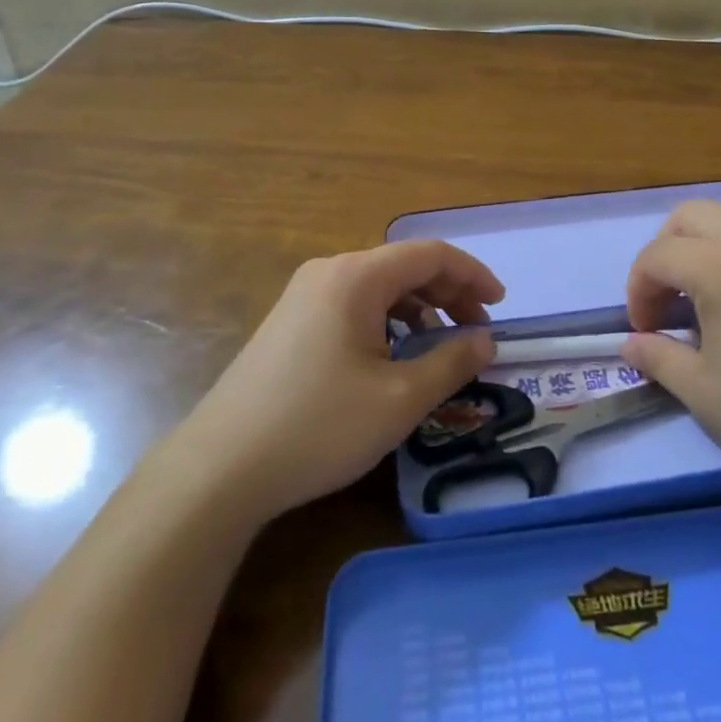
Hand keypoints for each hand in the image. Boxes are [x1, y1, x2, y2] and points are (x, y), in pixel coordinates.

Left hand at [173, 241, 501, 522]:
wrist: (220, 468)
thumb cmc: (319, 427)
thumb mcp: (399, 400)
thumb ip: (451, 362)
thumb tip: (486, 339)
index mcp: (357, 277)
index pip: (430, 254)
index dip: (473, 274)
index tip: (500, 306)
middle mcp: (330, 271)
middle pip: (404, 266)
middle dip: (448, 292)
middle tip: (476, 332)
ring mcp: (304, 294)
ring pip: (379, 286)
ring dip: (418, 307)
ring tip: (439, 345)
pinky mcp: (291, 320)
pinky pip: (354, 304)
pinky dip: (387, 320)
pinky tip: (393, 356)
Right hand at [621, 202, 720, 534]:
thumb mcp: (707, 395)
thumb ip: (659, 359)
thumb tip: (631, 345)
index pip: (657, 255)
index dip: (638, 290)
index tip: (644, 330)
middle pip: (690, 216)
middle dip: (665, 251)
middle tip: (667, 300)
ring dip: (704, 250)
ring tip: (709, 304)